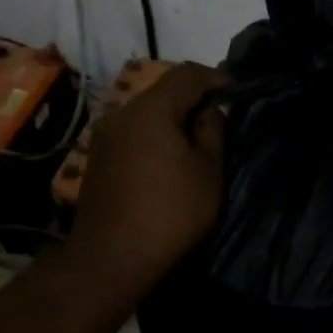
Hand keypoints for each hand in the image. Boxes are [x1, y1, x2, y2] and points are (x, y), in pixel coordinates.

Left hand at [69, 62, 226, 290]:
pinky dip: (154, 137)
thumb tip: (209, 110)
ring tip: (195, 144)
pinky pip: (133, 134)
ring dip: (172, 121)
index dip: (216, 77)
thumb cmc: (170, 213)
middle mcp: (121, 113)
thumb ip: (213, 130)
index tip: (236, 92)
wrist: (110, 259)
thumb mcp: (208, 172)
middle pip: (163, 91)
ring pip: (146, 114)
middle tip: (219, 120)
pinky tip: (167, 161)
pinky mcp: (97, 159)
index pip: (188, 73)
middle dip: (193, 99)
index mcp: (151, 109)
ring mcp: (104, 136)